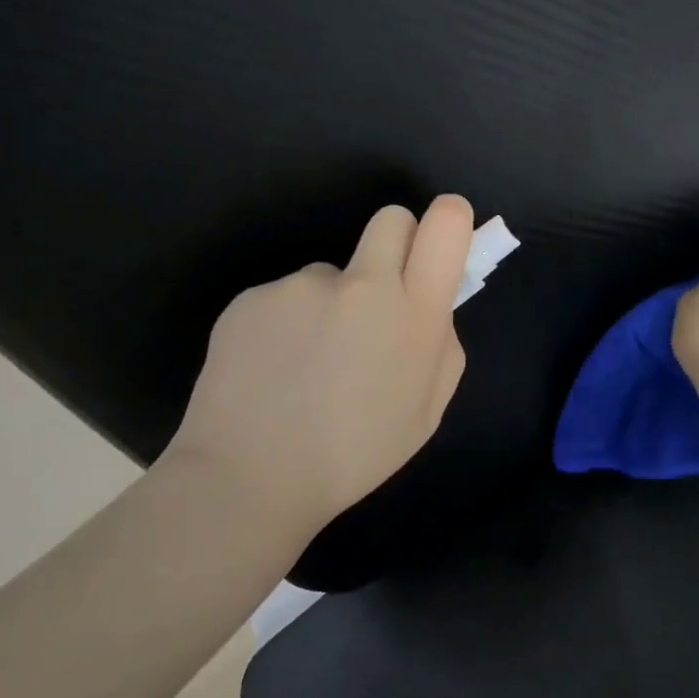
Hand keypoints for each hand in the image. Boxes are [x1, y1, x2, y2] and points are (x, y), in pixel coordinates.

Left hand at [162, 195, 474, 546]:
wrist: (250, 478)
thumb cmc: (355, 455)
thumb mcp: (427, 412)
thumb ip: (441, 345)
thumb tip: (430, 307)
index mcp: (414, 314)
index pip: (445, 224)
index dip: (448, 219)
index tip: (440, 239)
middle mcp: (362, 285)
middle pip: (391, 219)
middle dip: (395, 244)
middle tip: (377, 299)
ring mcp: (301, 286)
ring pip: (330, 274)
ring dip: (329, 303)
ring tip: (306, 365)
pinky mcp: (252, 296)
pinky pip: (284, 298)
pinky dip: (285, 324)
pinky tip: (271, 370)